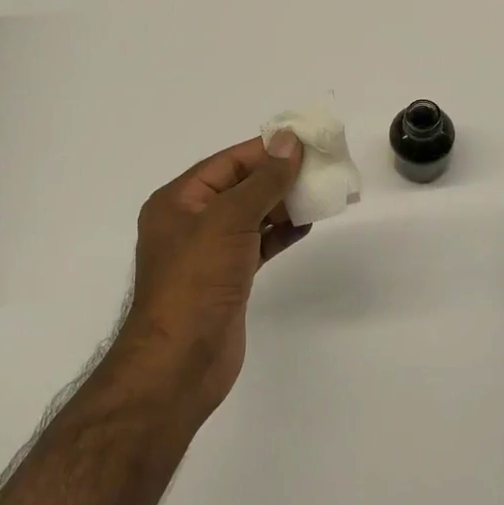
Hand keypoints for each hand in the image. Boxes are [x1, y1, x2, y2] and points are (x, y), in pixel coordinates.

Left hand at [122, 133, 308, 415]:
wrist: (180, 363)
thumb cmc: (197, 281)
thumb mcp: (229, 220)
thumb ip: (263, 180)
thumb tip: (289, 141)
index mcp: (179, 200)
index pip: (229, 162)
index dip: (267, 150)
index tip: (307, 141)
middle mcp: (192, 221)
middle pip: (242, 186)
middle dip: (281, 176)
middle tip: (324, 166)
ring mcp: (210, 252)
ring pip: (254, 216)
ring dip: (286, 204)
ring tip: (324, 192)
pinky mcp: (228, 278)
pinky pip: (259, 244)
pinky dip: (282, 233)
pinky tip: (308, 225)